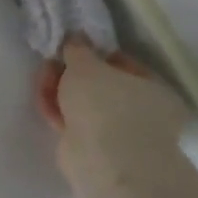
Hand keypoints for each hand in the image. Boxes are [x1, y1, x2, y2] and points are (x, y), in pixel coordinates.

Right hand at [37, 38, 188, 170]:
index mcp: (154, 89)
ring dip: (62, 90)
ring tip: (42, 78)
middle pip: (100, 86)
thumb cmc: (106, 104)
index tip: (70, 49)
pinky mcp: (93, 150)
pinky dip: (59, 111)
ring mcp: (118, 134)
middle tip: (51, 63)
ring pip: (85, 106)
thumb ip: (78, 49)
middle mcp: (142, 113)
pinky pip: (73, 123)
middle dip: (72, 74)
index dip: (94, 54)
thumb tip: (75, 37)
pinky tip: (43, 99)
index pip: (123, 65)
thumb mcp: (86, 65)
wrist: (104, 161)